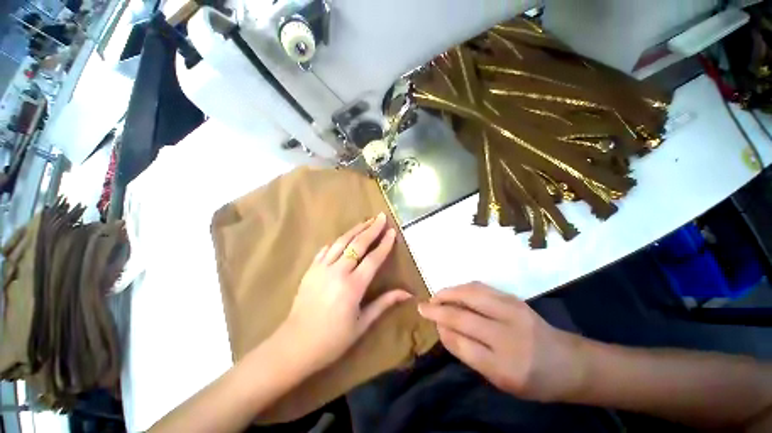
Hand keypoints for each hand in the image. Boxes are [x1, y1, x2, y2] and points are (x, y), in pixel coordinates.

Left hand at [277, 212, 412, 374]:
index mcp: (353, 286)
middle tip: (381, 217)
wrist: (295, 344)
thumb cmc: (333, 339)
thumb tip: (407, 294)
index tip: (392, 231)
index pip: (373, 259)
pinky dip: (336, 241)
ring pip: (341, 242)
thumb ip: (384, 303)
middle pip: (358, 244)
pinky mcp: (311, 269)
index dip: (384, 244)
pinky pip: (326, 249)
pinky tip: (343, 237)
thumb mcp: (362, 324)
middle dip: (371, 229)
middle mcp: (338, 272)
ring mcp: (322, 268)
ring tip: (366, 221)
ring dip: (355, 229)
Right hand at [418, 282, 585, 401]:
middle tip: (423, 306)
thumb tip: (443, 329)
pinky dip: (463, 287)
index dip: (442, 330)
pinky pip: (481, 288)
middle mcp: (508, 336)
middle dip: (437, 308)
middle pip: (462, 315)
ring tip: (436, 297)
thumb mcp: (500, 381)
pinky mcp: (514, 298)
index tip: (431, 324)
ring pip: (470, 294)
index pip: (461, 343)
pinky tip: (455, 292)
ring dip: (448, 293)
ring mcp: (513, 312)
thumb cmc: (533, 380)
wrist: (569, 362)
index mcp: (505, 367)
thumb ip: (469, 354)